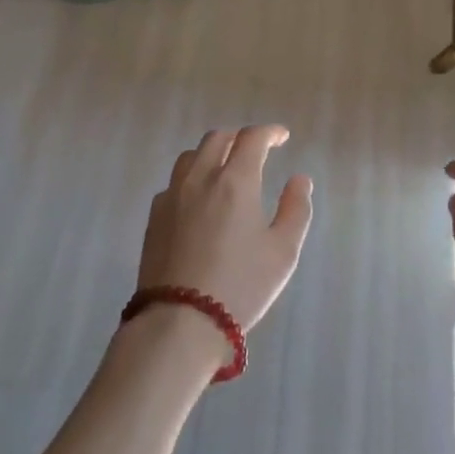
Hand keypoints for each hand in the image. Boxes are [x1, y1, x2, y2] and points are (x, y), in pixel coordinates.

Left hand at [138, 126, 315, 332]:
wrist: (180, 321)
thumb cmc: (241, 285)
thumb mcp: (283, 251)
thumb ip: (296, 209)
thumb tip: (299, 179)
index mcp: (235, 181)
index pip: (252, 138)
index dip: (270, 132)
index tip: (282, 137)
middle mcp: (200, 178)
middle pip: (217, 139)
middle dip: (239, 138)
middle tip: (255, 150)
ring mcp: (172, 196)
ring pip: (191, 157)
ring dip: (212, 153)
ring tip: (225, 169)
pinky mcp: (154, 217)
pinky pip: (174, 183)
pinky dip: (192, 178)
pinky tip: (199, 199)